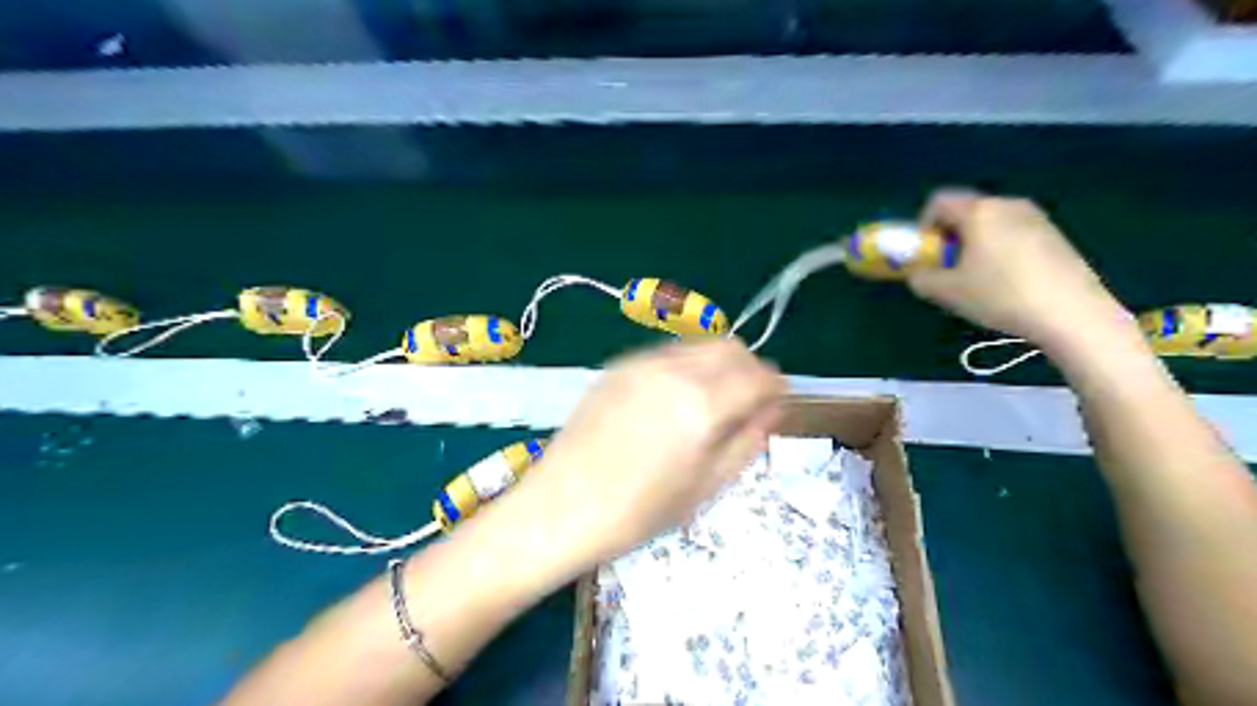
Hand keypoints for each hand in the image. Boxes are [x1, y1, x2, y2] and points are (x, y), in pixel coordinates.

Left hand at [514, 337, 783, 573]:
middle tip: (747, 402)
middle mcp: (674, 370)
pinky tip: (673, 400)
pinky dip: (686, 366)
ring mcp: (642, 363)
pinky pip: (668, 353)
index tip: (776, 403)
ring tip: (710, 402)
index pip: (759, 375)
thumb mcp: (706, 486)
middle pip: (731, 347)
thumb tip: (769, 410)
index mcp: (702, 404)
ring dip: (718, 364)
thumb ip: (747, 441)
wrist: (561, 506)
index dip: (776, 388)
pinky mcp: (617, 365)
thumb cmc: (638, 511)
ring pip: (699, 344)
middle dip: (750, 369)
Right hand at [908, 188, 1135, 349]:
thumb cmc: (999, 296)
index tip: (925, 254)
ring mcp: (1036, 217)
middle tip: (948, 269)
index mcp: (978, 211)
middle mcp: (1007, 204)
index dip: (923, 225)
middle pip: (966, 211)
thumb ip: (920, 277)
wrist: (1071, 313)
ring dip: (975, 244)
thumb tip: (916, 271)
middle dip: (949, 236)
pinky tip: (1007, 282)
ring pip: (991, 223)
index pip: (938, 201)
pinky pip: (1013, 233)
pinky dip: (999, 249)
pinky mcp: (1055, 234)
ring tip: (978, 278)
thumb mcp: (946, 292)